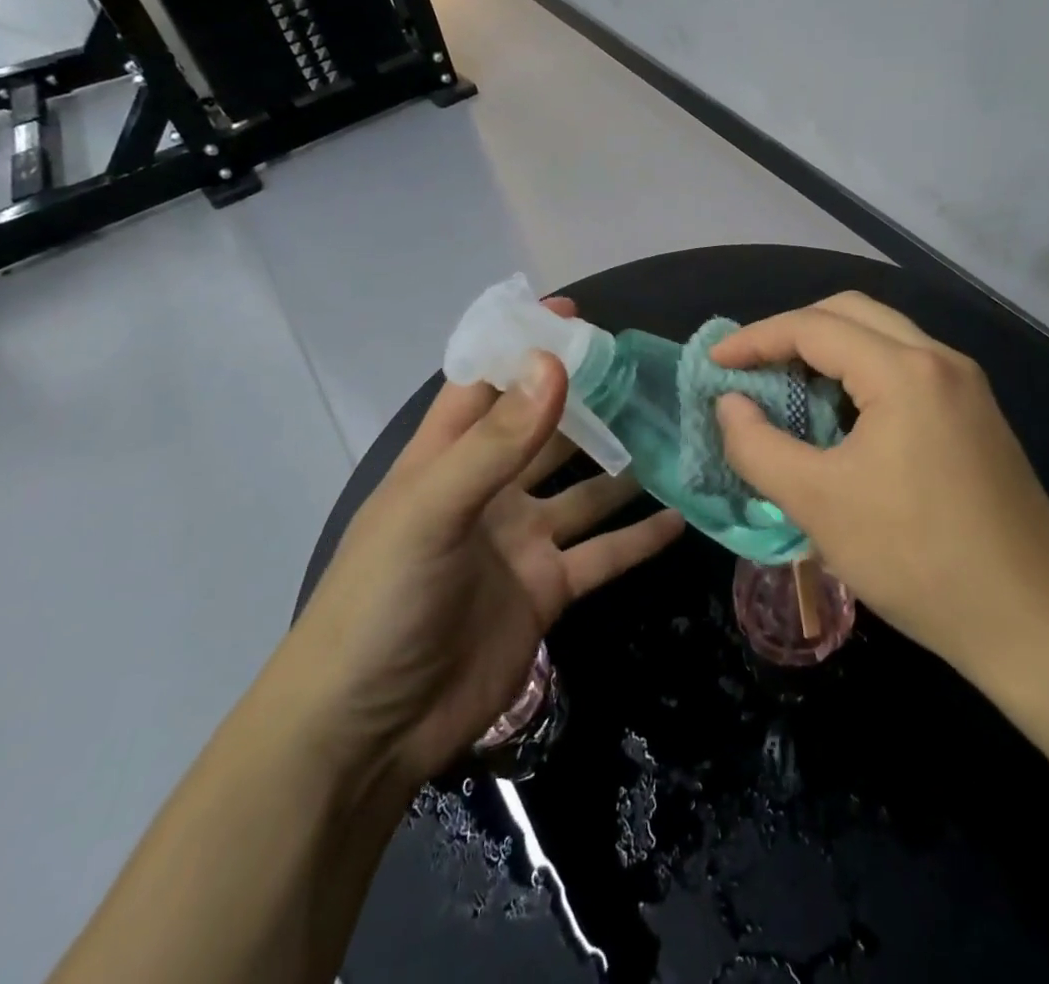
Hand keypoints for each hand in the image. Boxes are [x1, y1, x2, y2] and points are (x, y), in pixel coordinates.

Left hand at [280, 302, 685, 797]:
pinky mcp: (548, 590)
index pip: (487, 382)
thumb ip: (497, 441)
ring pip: (584, 491)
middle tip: (645, 372)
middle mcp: (488, 491)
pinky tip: (681, 516)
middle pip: (544, 431)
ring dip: (624, 467)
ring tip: (673, 433)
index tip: (574, 316)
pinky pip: (603, 554)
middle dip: (587, 401)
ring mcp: (521, 541)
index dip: (523, 346)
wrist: (367, 733)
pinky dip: (639, 537)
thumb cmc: (380, 603)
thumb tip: (553, 362)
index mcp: (447, 459)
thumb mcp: (432, 511)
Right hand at [712, 292, 1048, 680]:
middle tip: (752, 368)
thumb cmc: (917, 557)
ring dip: (829, 352)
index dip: (756, 339)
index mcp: (904, 370)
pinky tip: (841, 417)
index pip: (814, 327)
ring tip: (787, 389)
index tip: (715, 362)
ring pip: (883, 338)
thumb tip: (730, 406)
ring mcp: (965, 386)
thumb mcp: (819, 504)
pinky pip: (906, 369)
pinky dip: (861, 376)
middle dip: (793, 332)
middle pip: (852, 313)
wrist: (1035, 620)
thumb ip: (759, 447)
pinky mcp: (976, 416)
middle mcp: (940, 360)